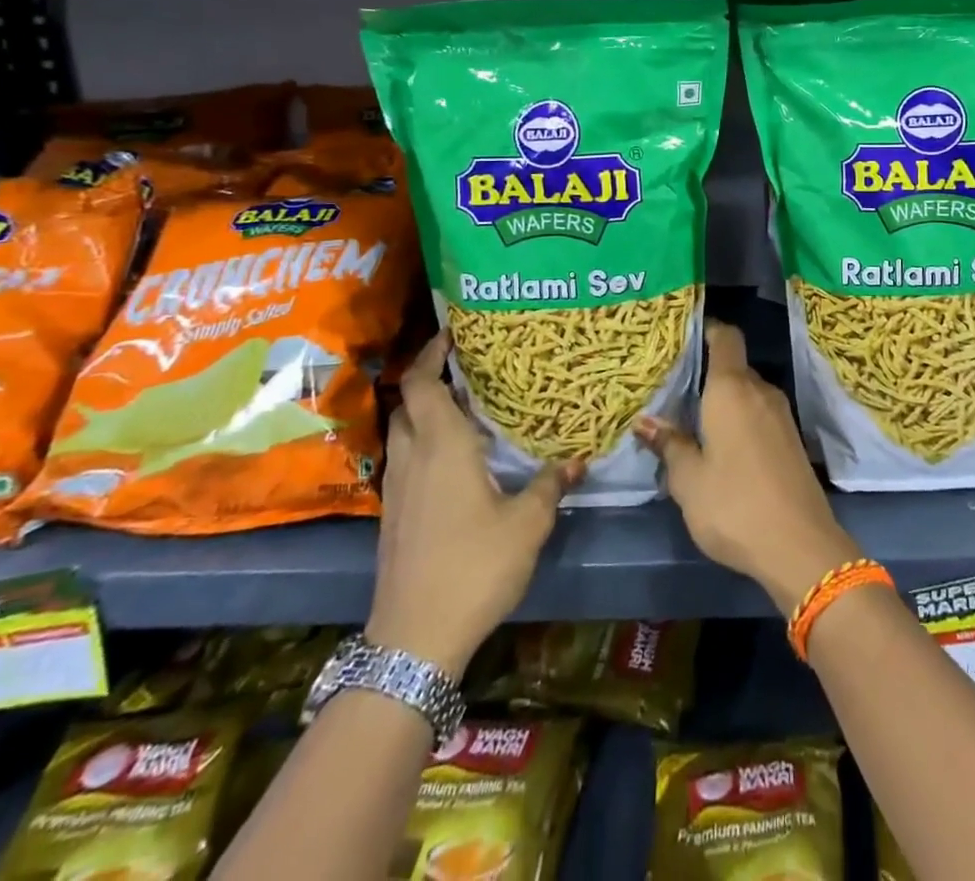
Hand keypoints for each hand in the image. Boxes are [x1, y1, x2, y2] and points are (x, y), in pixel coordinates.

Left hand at [368, 331, 581, 675]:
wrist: (413, 639)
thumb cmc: (474, 567)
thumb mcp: (527, 524)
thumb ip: (552, 484)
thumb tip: (580, 459)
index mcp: (441, 447)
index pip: (423, 384)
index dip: (431, 354)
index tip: (453, 334)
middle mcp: (413, 458)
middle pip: (407, 403)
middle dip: (429, 378)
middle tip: (467, 368)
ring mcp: (398, 489)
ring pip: (402, 432)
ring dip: (424, 411)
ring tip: (464, 406)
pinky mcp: (394, 516)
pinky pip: (405, 459)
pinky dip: (423, 442)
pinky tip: (454, 459)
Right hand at [638, 319, 859, 616]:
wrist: (800, 545)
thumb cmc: (734, 505)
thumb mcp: (688, 480)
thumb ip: (670, 445)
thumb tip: (647, 422)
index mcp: (732, 389)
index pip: (725, 337)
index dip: (706, 329)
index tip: (682, 335)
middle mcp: (760, 391)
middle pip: (733, 366)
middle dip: (706, 372)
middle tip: (673, 386)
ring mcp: (781, 415)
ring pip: (747, 392)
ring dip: (723, 399)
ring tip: (691, 416)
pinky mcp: (791, 439)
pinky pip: (759, 413)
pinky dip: (740, 418)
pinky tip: (720, 443)